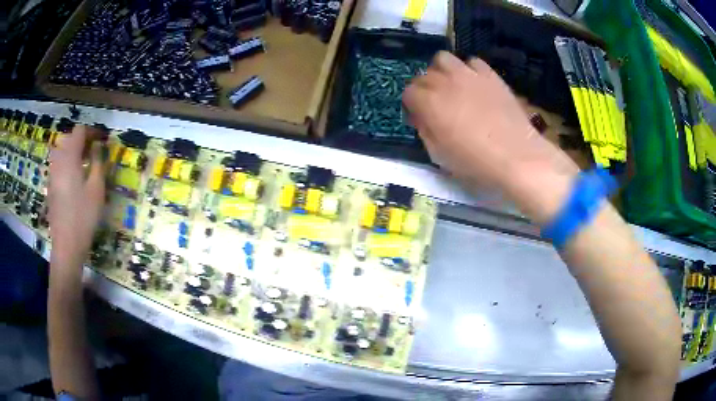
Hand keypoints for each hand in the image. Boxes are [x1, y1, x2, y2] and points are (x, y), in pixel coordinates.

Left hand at [48, 125, 106, 262]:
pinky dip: (66, 163)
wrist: (66, 245)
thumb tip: (98, 146)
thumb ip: (98, 162)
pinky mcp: (50, 186)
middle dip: (81, 140)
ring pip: (61, 151)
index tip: (102, 140)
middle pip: (68, 139)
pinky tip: (74, 179)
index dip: (92, 132)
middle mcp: (58, 161)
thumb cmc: (83, 216)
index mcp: (69, 157)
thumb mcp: (96, 189)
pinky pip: (57, 165)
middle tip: (93, 151)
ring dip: (72, 151)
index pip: (79, 131)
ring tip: (83, 163)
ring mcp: (52, 174)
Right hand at [403, 52, 579, 223]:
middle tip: (437, 105)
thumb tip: (422, 118)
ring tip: (453, 87)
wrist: (518, 157)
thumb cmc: (476, 163)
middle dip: (425, 88)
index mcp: (429, 103)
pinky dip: (469, 70)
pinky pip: (472, 62)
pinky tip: (475, 85)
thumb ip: (425, 132)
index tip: (421, 117)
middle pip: (424, 75)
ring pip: (444, 59)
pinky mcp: (490, 75)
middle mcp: (444, 82)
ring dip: (443, 71)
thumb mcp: (440, 156)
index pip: (409, 92)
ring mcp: (469, 75)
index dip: (413, 105)